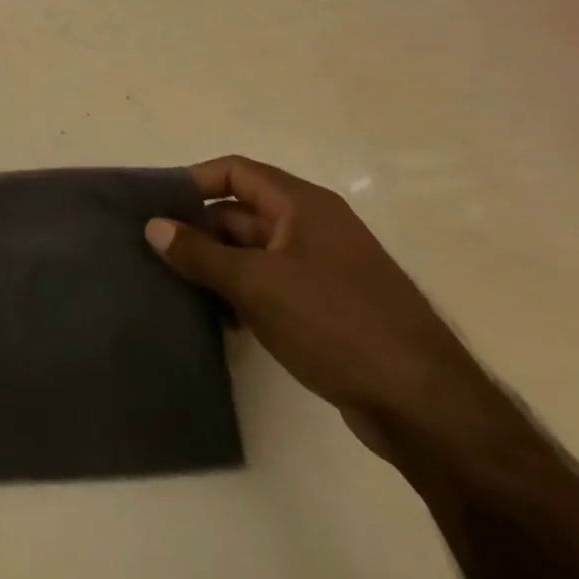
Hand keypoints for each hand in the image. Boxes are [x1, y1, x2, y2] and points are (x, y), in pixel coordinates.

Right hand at [146, 155, 500, 460]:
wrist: (424, 406)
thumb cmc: (334, 323)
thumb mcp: (256, 284)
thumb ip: (200, 254)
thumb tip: (153, 226)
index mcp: (302, 205)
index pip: (236, 171)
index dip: (194, 181)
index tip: (156, 204)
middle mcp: (314, 226)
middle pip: (242, 211)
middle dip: (200, 229)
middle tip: (155, 250)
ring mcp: (324, 268)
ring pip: (255, 251)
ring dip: (218, 265)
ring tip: (175, 285)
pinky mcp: (330, 307)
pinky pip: (273, 284)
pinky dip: (243, 293)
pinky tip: (216, 318)